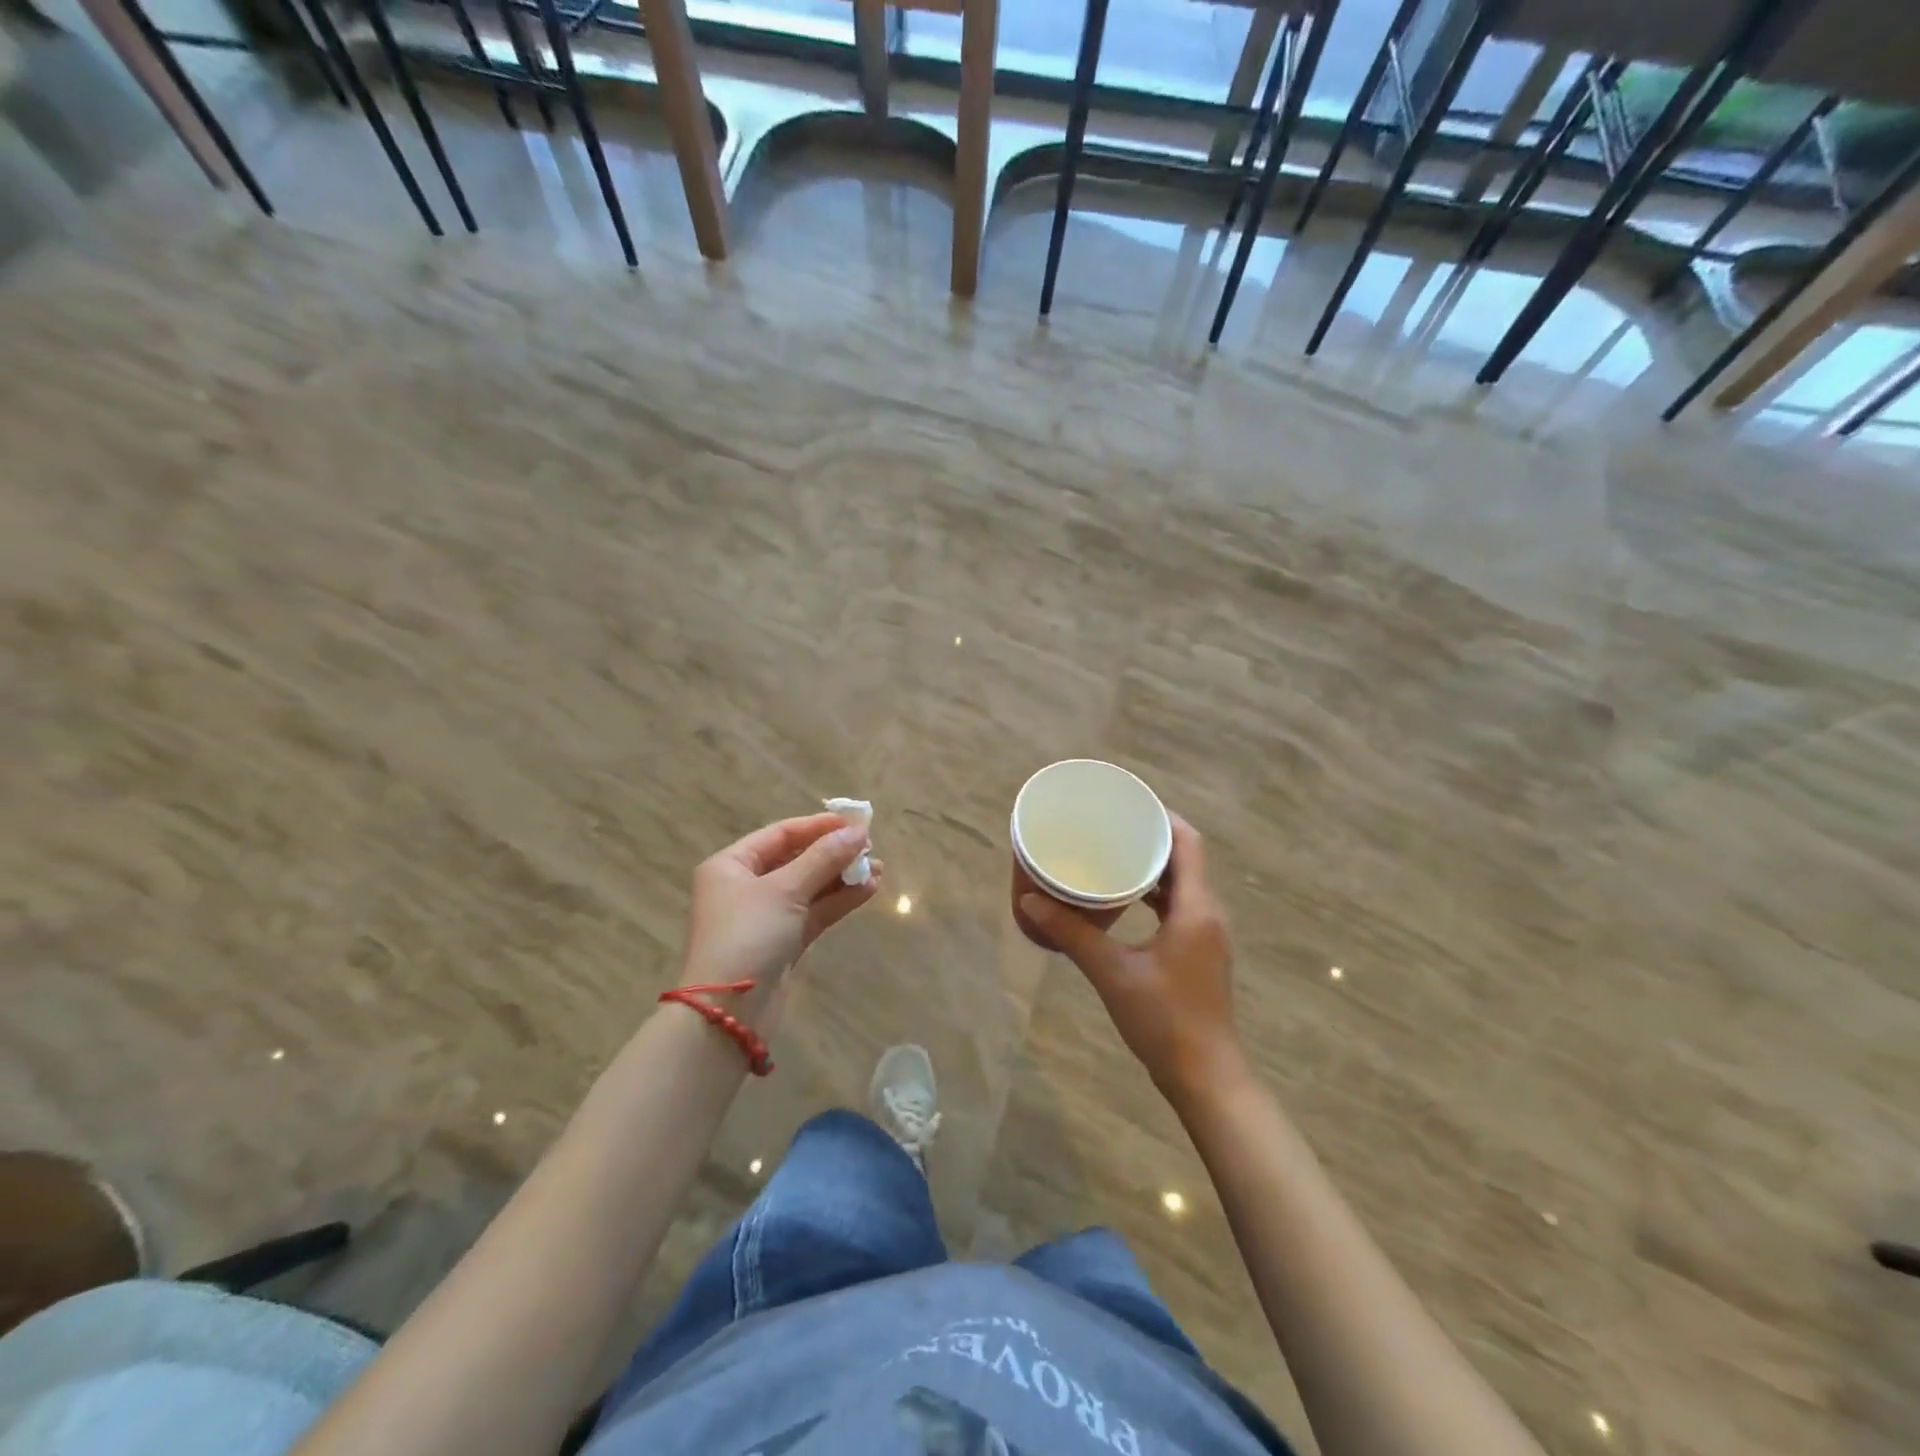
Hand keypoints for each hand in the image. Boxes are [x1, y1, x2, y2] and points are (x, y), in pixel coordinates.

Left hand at [680, 813, 880, 993]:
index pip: (781, 834)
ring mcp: (764, 917)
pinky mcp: (782, 943)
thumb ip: (823, 858)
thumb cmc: (748, 936)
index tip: (855, 823)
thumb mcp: (786, 890)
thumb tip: (858, 832)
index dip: (819, 826)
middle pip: (796, 859)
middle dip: (834, 853)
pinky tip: (868, 890)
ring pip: (809, 888)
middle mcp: (745, 887)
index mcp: (732, 865)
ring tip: (879, 869)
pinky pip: (813, 912)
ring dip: (842, 877)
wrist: (729, 1013)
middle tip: (871, 848)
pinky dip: (838, 901)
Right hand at [1019, 815, 1245, 1105]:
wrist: (1206, 1077)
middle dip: (1152, 839)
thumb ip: (1072, 934)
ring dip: (1154, 868)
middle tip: (1111, 827)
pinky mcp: (1201, 953)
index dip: (1162, 818)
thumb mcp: (1112, 973)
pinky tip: (1126, 902)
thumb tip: (1031, 902)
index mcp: (1196, 908)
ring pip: (1184, 884)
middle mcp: (1208, 914)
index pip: (1189, 843)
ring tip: (1114, 856)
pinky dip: (1156, 895)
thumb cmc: (1164, 1020)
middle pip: (1186, 859)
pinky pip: (1181, 907)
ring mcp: (1207, 935)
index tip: (1128, 805)